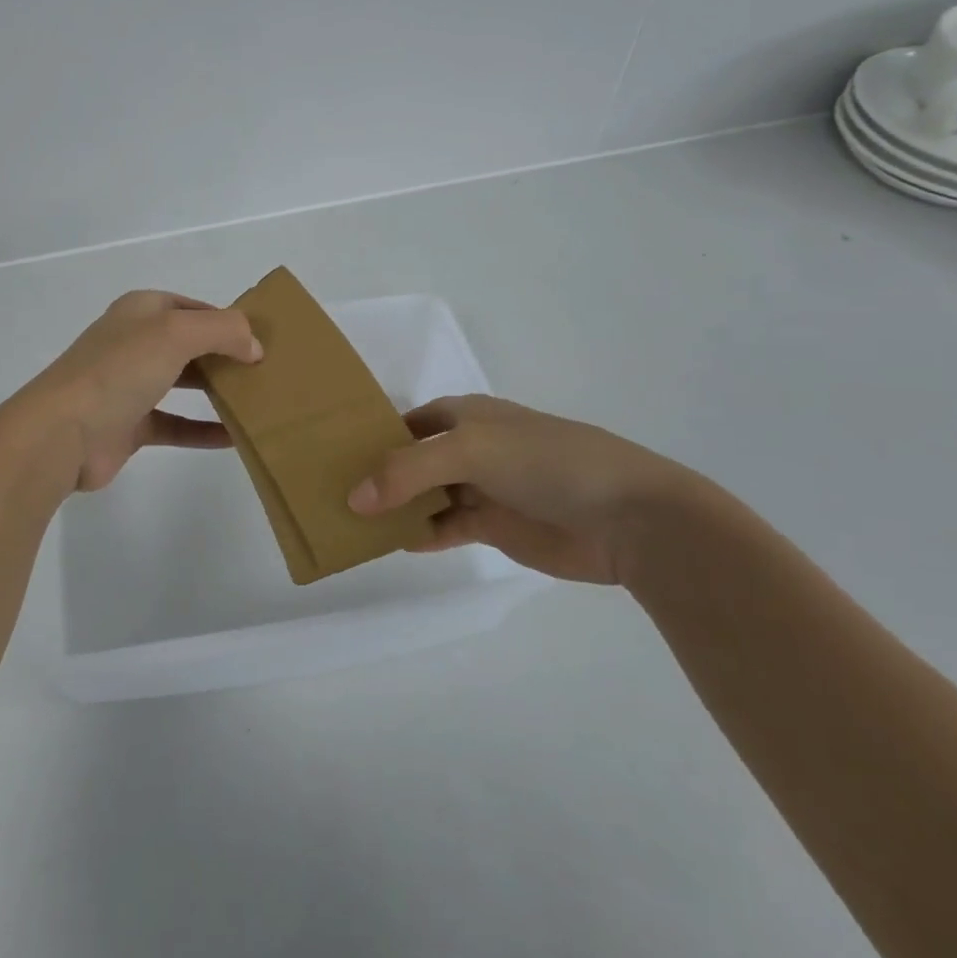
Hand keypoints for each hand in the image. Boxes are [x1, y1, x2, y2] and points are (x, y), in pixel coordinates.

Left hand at [19, 291, 262, 492]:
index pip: (193, 308)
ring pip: (183, 382)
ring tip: (257, 400)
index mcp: (140, 311)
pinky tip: (235, 438)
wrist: (62, 433)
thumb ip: (223, 331)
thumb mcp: (176, 333)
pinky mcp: (130, 425)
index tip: (262, 340)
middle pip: (190, 344)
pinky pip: (176, 424)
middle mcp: (134, 343)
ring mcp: (130, 385)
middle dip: (225, 354)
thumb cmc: (119, 370)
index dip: (227, 320)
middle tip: (265, 371)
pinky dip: (202, 430)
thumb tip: (254, 347)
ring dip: (217, 390)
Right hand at [346, 394, 715, 583]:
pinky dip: (421, 533)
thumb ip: (408, 471)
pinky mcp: (495, 526)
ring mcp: (482, 488)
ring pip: (425, 496)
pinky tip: (394, 543)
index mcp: (465, 414)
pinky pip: (445, 527)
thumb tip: (353, 498)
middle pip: (411, 460)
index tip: (331, 452)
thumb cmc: (546, 461)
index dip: (372, 434)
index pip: (406, 421)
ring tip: (349, 521)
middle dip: (377, 474)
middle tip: (329, 492)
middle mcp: (469, 447)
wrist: (627, 516)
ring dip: (394, 507)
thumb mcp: (471, 450)